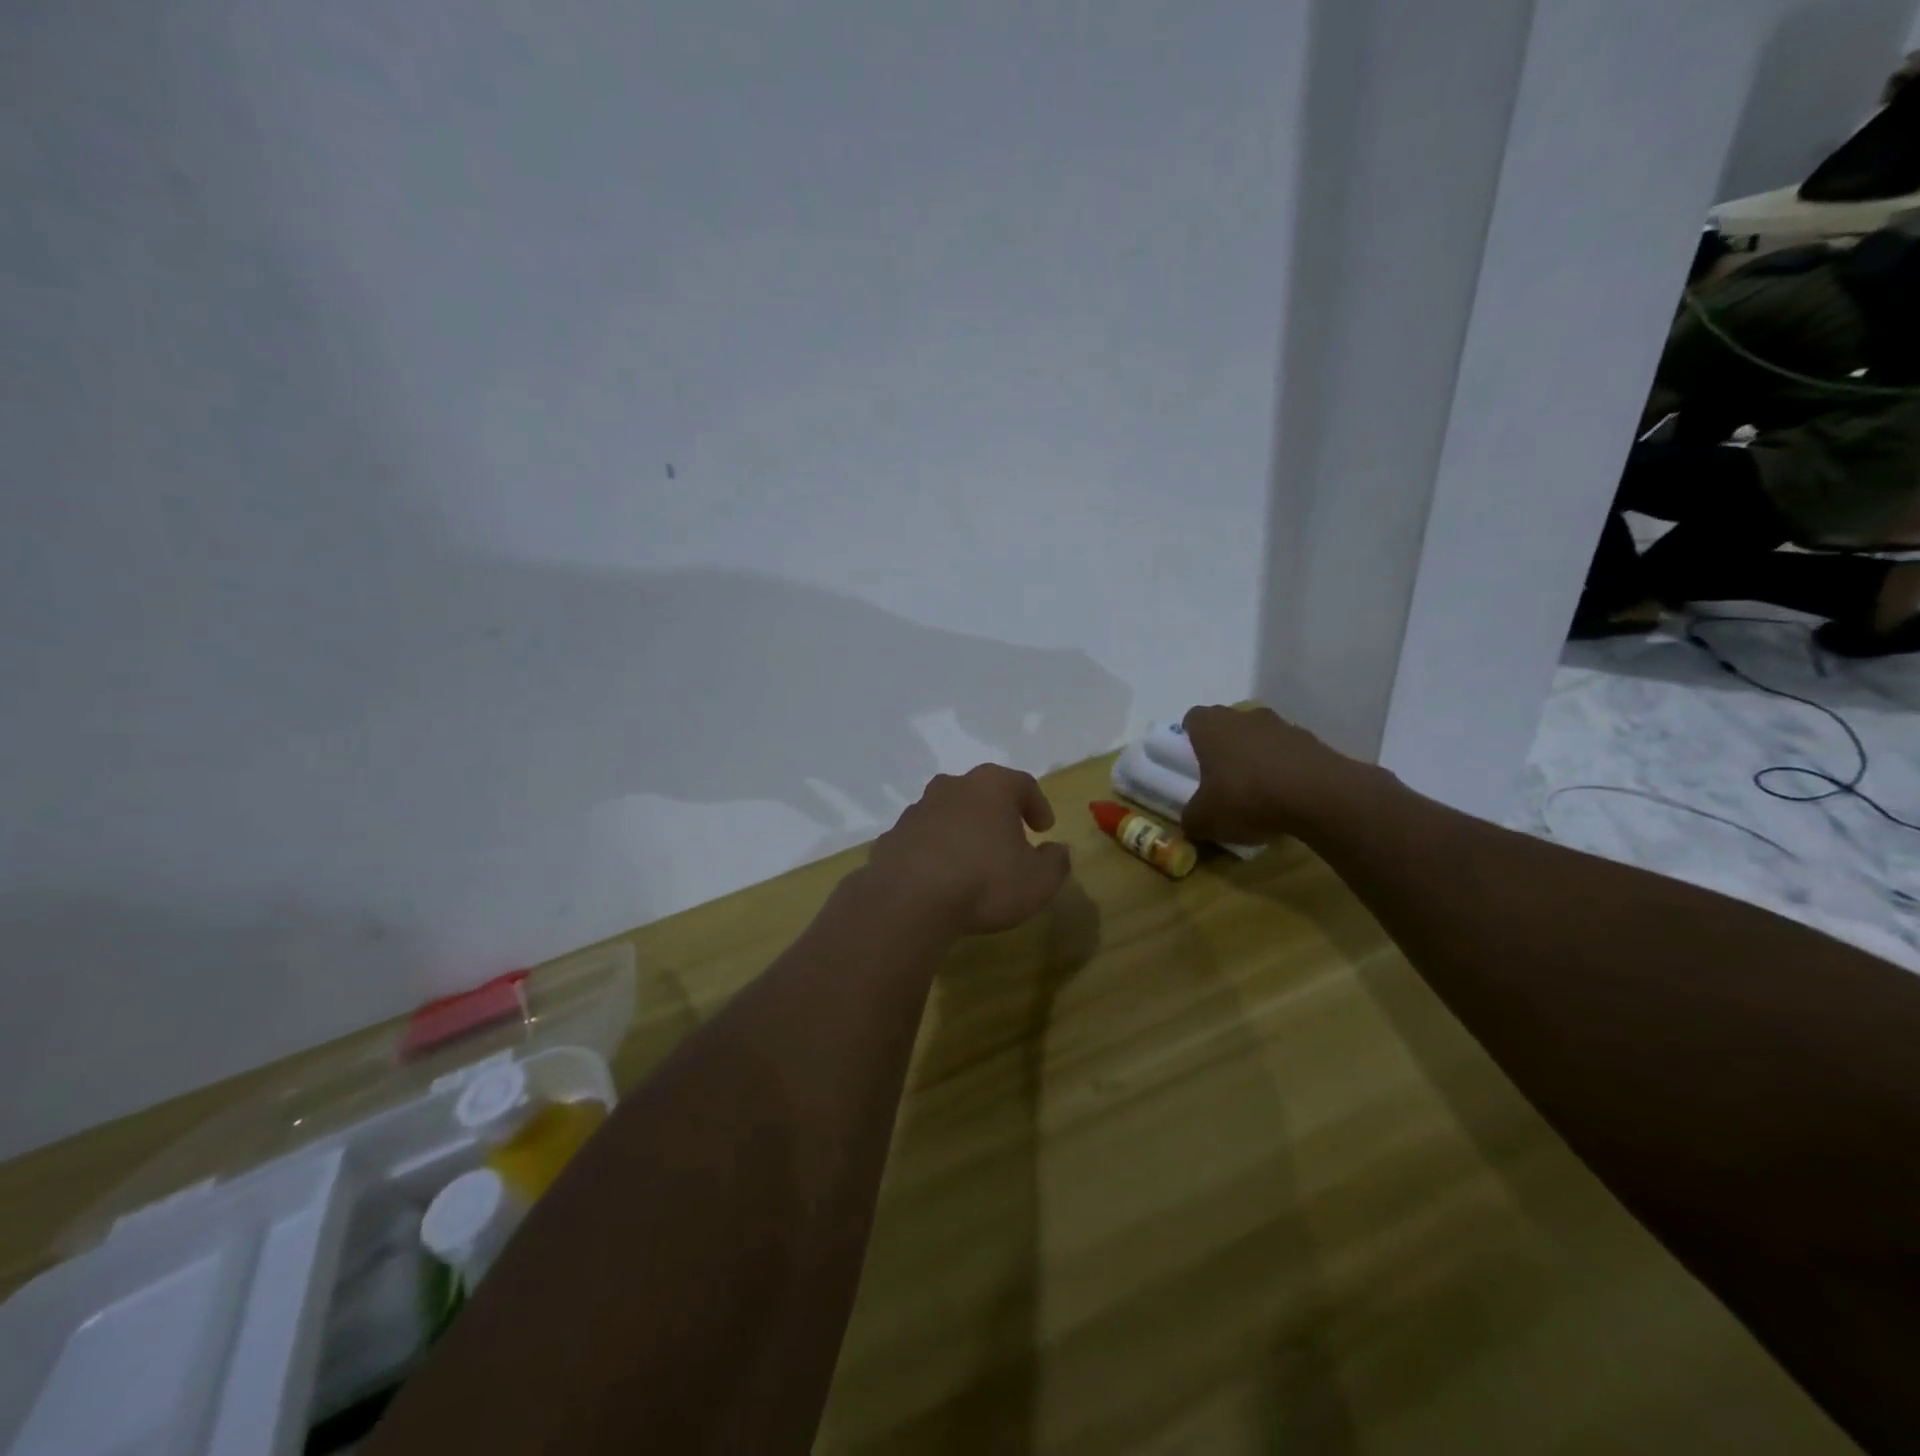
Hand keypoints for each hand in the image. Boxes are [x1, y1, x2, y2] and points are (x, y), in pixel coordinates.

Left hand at [863, 765, 1072, 938]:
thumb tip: (1057, 850)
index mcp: (991, 786)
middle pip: (981, 792)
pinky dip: (934, 850)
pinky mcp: (892, 836)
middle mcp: (952, 787)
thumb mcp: (1038, 881)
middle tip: (1009, 838)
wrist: (908, 901)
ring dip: (962, 830)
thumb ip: (1055, 862)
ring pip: (948, 812)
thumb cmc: (984, 882)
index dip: (1037, 805)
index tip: (1044, 829)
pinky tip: (940, 877)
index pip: (1022, 784)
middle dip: (996, 812)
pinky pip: (922, 838)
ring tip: (972, 860)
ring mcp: (917, 809)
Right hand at [1181, 703, 1375, 843]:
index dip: (1191, 738)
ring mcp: (1283, 726)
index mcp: (1211, 726)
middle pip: (1229, 725)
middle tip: (1223, 780)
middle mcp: (1245, 717)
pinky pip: (1290, 754)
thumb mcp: (1205, 819)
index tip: (1192, 762)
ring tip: (1259, 794)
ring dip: (1258, 758)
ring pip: (1261, 738)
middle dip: (1225, 748)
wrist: (1318, 796)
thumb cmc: (1246, 797)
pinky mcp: (1314, 743)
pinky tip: (1287, 799)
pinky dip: (1286, 770)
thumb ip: (1192, 819)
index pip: (1193, 719)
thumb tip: (1191, 823)